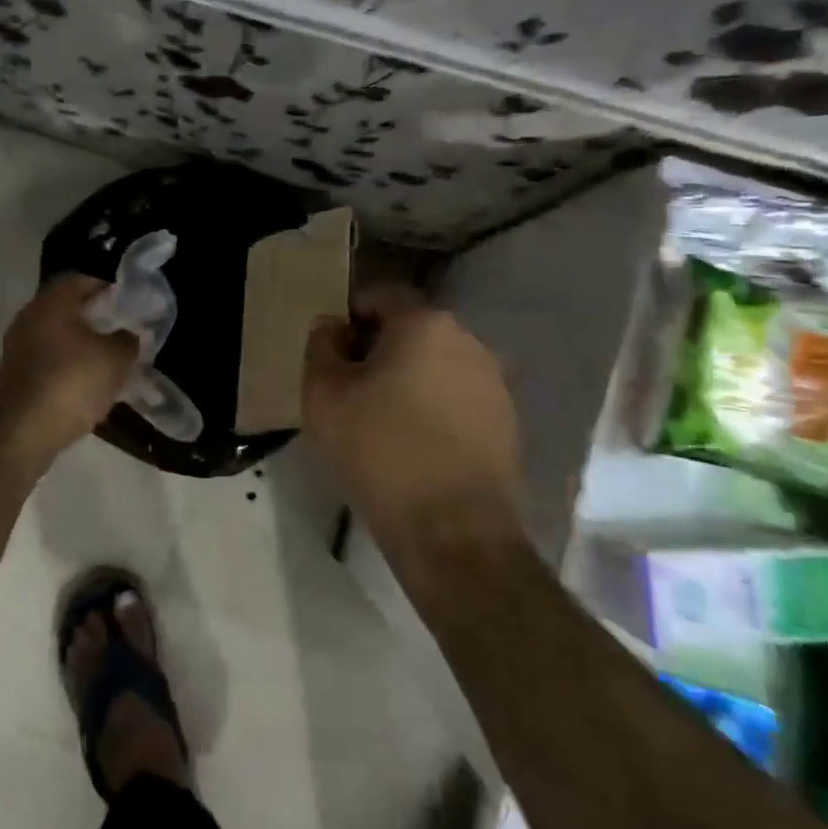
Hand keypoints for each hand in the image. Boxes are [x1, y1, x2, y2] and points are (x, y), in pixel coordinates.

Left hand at [0, 274, 138, 459]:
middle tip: (123, 331)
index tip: (131, 303)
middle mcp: (29, 316)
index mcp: (52, 301)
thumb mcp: (116, 359)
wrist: (22, 432)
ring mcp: (17, 347)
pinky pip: (48, 361)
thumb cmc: (72, 382)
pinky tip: (87, 383)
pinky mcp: (14, 375)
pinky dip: (67, 366)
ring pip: (57, 336)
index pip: (84, 280)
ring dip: (81, 345)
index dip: (110, 289)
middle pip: (68, 308)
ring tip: (109, 360)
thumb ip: (128, 340)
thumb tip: (128, 334)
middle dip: (96, 318)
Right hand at [303, 283, 523, 552]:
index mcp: (425, 323)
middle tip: (350, 388)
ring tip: (382, 420)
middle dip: (378, 348)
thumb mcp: (324, 395)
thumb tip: (332, 326)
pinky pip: (457, 397)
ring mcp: (493, 381)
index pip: (380, 295)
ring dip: (408, 378)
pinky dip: (433, 406)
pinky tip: (415, 444)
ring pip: (436, 363)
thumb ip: (321, 346)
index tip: (331, 354)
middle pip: (411, 328)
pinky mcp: (506, 420)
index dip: (349, 317)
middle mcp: (468, 340)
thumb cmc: (380, 452)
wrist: (453, 533)